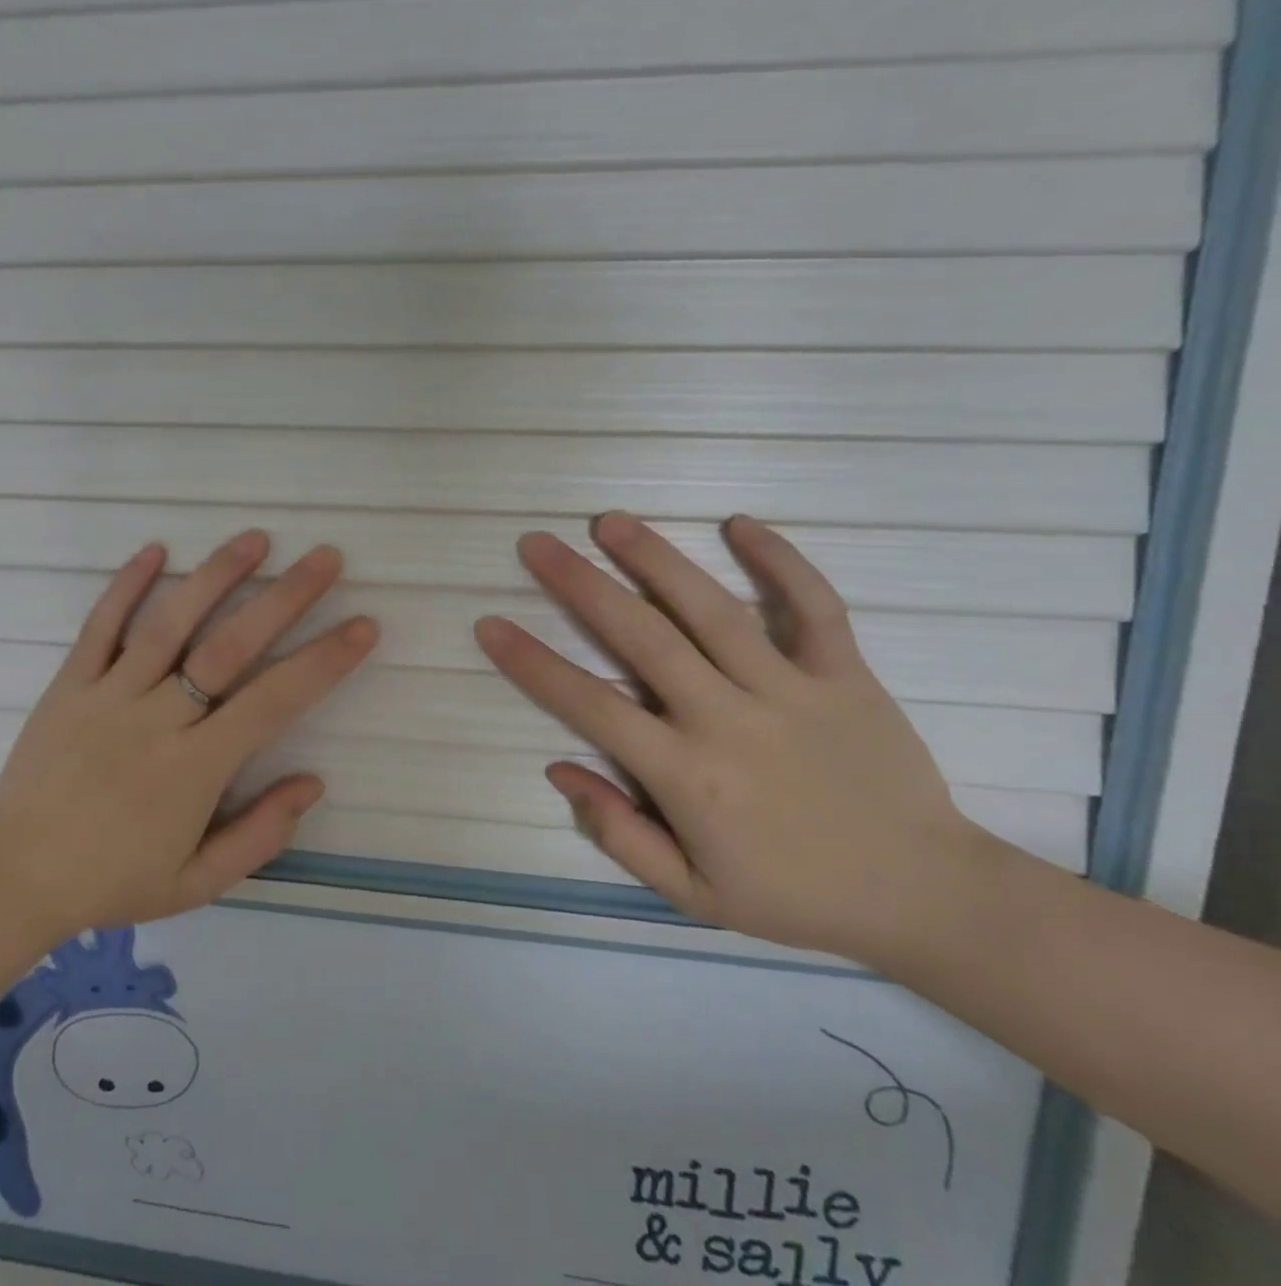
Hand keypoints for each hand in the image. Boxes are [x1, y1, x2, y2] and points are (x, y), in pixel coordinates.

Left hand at [0, 532, 377, 943]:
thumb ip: (260, 834)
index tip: (363, 625)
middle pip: (229, 647)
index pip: (274, 701)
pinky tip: (155, 549)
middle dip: (283, 598)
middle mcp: (157, 719)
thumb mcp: (198, 883)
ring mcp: (108, 695)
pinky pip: (100, 627)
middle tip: (325, 558)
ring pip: (169, 624)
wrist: (15, 879)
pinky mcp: (69, 685)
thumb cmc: (114, 882)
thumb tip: (313, 781)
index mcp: (194, 768)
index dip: (324, 661)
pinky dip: (126, 586)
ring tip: (255, 538)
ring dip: (214, 576)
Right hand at [476, 512, 997, 963]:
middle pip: (643, 638)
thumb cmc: (795, 895)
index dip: (533, 664)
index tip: (491, 625)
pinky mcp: (848, 675)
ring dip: (657, 560)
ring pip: (714, 610)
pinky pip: (814, 607)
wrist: (926, 896)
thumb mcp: (692, 894)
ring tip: (610, 522)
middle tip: (537, 544)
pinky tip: (740, 523)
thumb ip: (619, 833)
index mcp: (688, 777)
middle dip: (581, 586)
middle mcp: (731, 721)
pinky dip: (781, 561)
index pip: (590, 707)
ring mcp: (793, 691)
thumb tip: (559, 770)